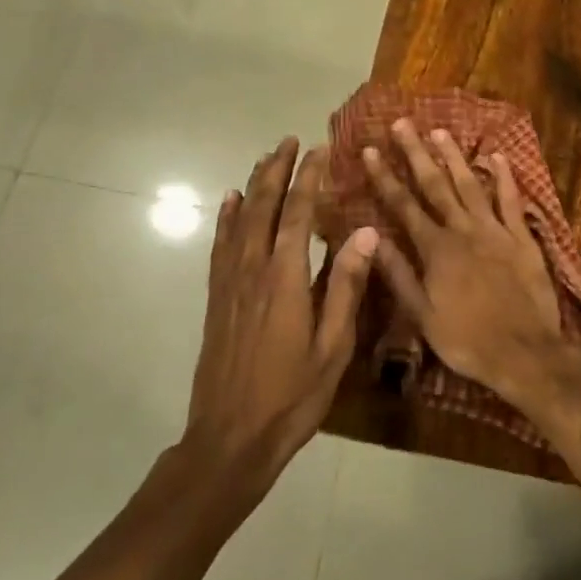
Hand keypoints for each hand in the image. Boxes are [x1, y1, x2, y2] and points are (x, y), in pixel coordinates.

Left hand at [184, 139, 378, 492]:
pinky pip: (220, 245)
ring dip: (253, 185)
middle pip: (263, 206)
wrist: (230, 438)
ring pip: (239, 219)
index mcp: (285, 279)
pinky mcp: (216, 298)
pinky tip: (229, 201)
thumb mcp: (333, 347)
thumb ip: (346, 286)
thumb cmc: (292, 397)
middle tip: (290, 140)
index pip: (299, 213)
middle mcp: (252, 270)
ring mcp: (229, 283)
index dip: (309, 178)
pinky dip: (225, 218)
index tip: (320, 150)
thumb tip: (365, 232)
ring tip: (265, 158)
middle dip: (277, 170)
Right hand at [363, 119, 576, 403]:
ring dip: (454, 157)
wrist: (525, 353)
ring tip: (440, 131)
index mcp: (435, 249)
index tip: (370, 150)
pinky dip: (504, 177)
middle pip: (435, 185)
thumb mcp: (422, 315)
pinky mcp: (522, 237)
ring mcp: (495, 230)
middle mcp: (462, 230)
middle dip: (416, 153)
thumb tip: (372, 237)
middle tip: (403, 123)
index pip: (403, 205)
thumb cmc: (467, 339)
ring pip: (470, 185)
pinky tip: (496, 156)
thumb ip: (398, 273)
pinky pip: (511, 201)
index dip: (385, 177)